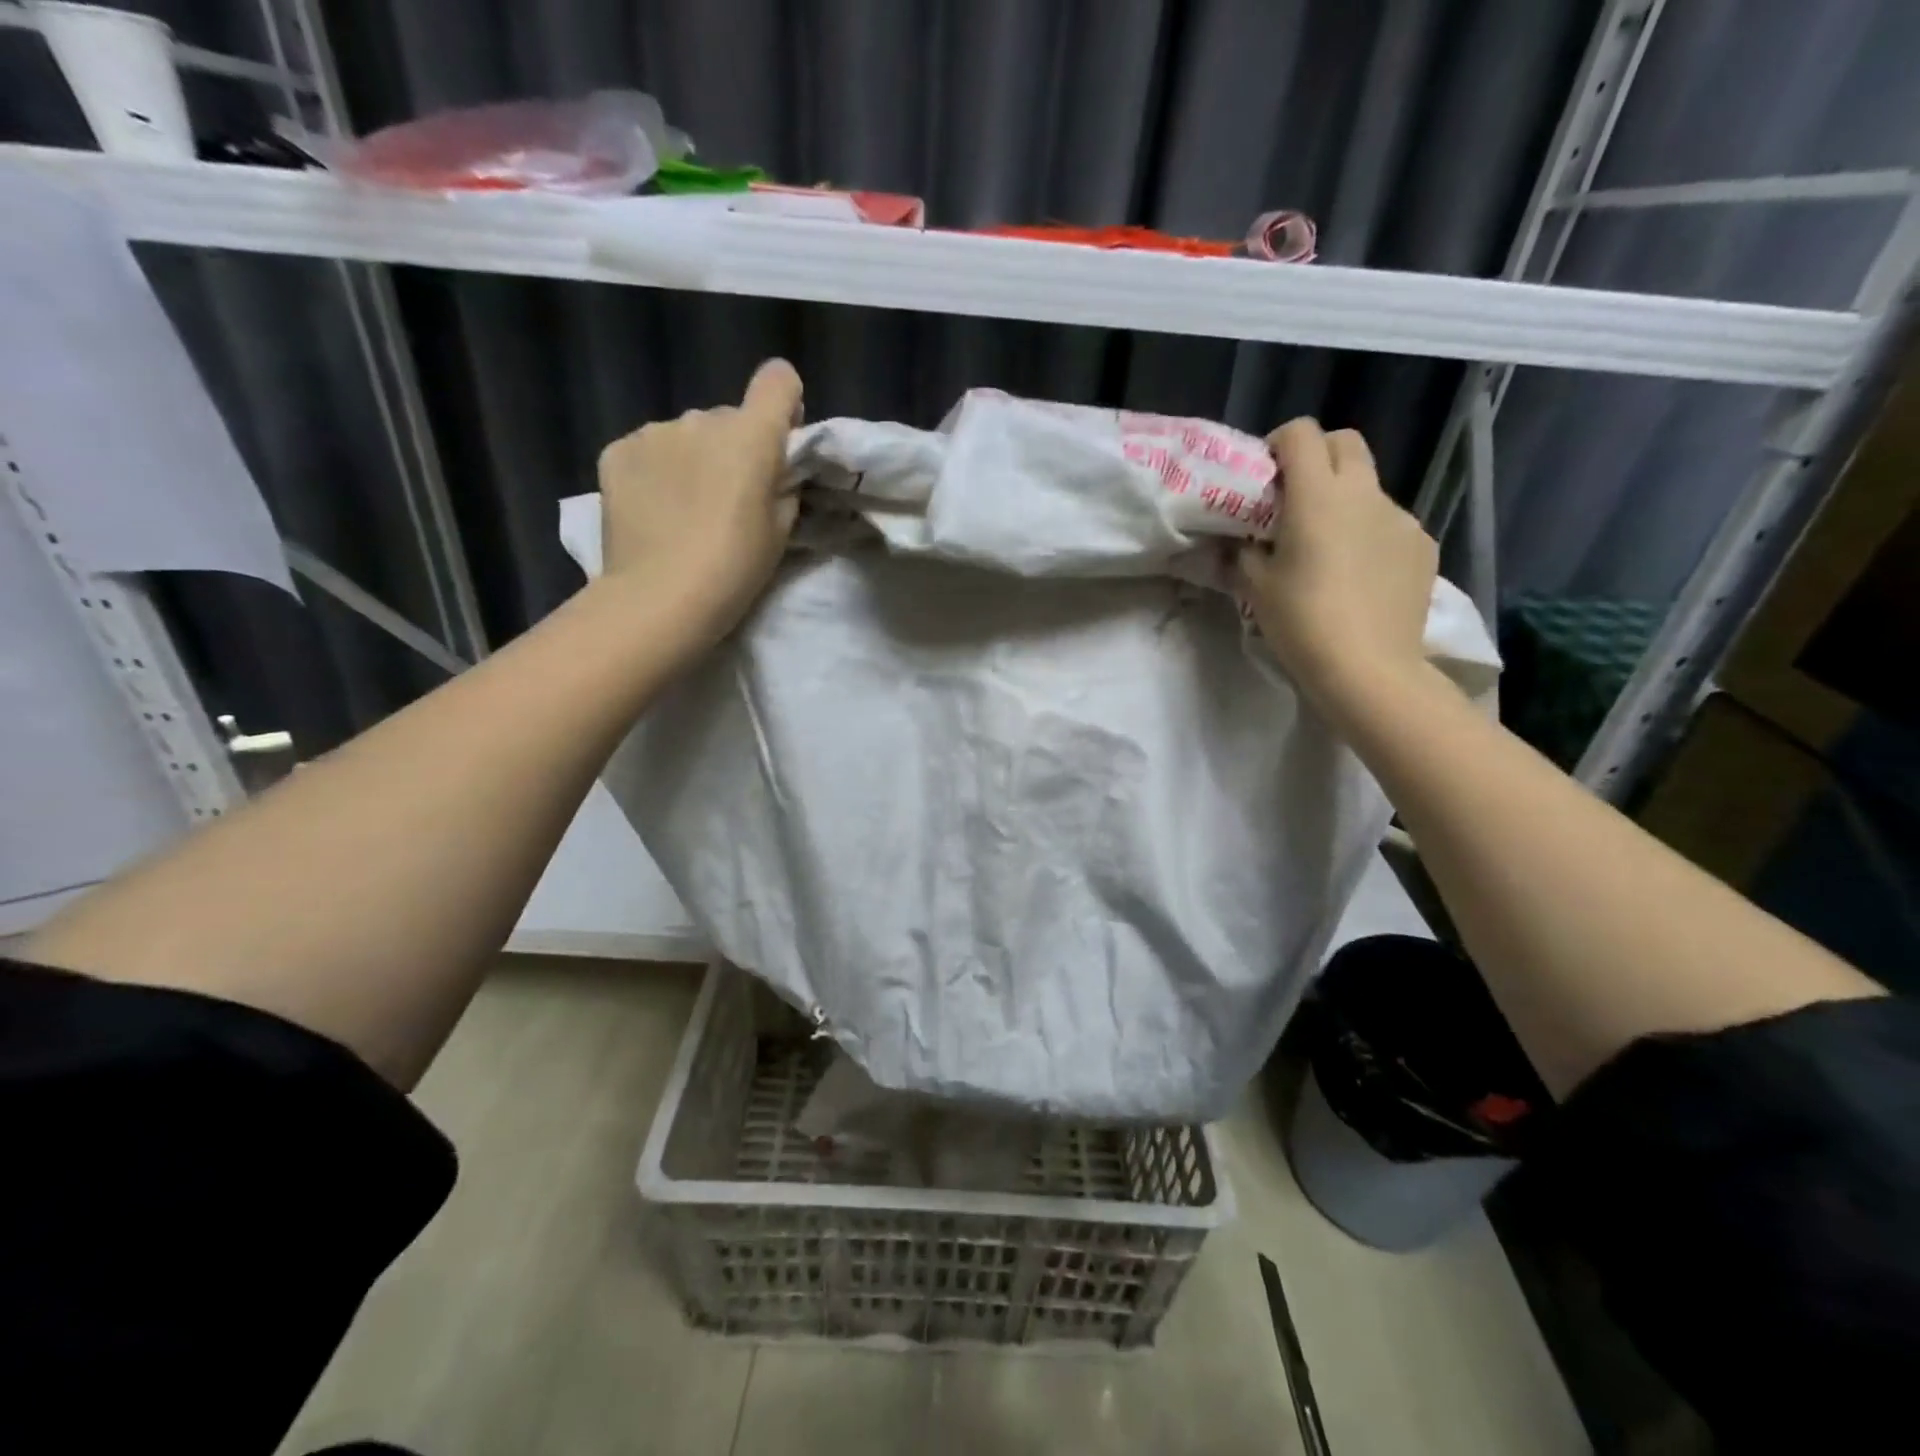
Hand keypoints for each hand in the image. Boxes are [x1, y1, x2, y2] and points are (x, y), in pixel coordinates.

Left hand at [597, 358, 802, 645]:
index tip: (780, 440)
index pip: (778, 381)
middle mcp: (702, 418)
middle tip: (729, 500)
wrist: (659, 598)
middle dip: (734, 448)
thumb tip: (773, 472)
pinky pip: (649, 450)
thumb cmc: (734, 568)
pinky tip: (653, 511)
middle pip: (729, 418)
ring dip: (693, 459)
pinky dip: (657, 472)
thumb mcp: (781, 531)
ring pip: (687, 435)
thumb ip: (783, 487)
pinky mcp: (617, 451)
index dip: (785, 405)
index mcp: (751, 435)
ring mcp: (654, 432)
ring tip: (685, 510)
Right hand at [1236, 418, 1436, 710]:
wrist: (1368, 668)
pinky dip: (1370, 535)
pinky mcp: (1423, 545)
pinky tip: (1360, 575)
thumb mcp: (1255, 587)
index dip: (1279, 444)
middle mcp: (1364, 492)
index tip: (1266, 475)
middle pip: (1345, 443)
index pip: (1301, 434)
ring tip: (1329, 548)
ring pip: (1369, 488)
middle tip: (1296, 498)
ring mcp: (1401, 517)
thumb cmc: (1301, 622)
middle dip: (1318, 457)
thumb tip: (1240, 541)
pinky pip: (1390, 525)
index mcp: (1318, 495)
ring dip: (1345, 501)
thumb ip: (1243, 552)